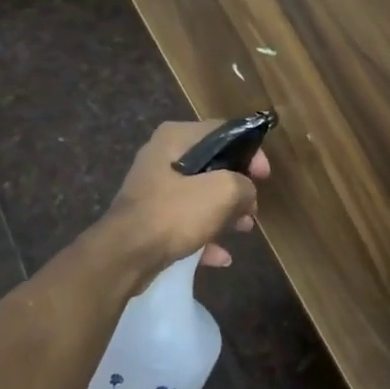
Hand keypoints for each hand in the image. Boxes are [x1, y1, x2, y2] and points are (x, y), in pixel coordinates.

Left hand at [101, 120, 268, 274]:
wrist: (124, 255)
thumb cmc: (174, 212)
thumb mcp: (222, 192)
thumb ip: (244, 185)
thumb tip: (246, 193)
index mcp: (175, 138)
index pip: (223, 132)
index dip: (250, 151)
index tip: (264, 177)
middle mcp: (161, 156)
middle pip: (211, 165)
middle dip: (236, 187)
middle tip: (253, 207)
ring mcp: (153, 189)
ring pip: (198, 195)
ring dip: (224, 212)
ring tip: (244, 229)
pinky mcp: (148, 218)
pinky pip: (184, 222)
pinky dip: (204, 235)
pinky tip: (221, 256)